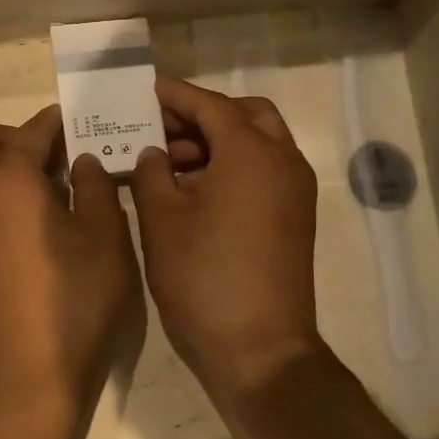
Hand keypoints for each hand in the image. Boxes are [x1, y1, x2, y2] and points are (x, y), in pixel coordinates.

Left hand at [0, 106, 137, 418]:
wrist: (27, 370)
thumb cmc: (75, 299)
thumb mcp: (105, 237)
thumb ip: (95, 187)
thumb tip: (80, 162)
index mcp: (9, 179)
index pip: (31, 132)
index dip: (57, 122)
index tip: (80, 124)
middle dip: (14, 136)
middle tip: (53, 158)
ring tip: (34, 188)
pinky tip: (19, 222)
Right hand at [131, 77, 323, 401]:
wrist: (258, 347)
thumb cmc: (203, 277)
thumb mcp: (161, 219)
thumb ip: (150, 172)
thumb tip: (153, 154)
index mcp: (251, 152)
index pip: (210, 105)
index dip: (175, 95)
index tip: (145, 91)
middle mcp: (283, 161)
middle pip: (245, 116)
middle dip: (203, 115)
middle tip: (161, 129)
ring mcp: (293, 192)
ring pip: (257, 144)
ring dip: (217, 142)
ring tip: (167, 163)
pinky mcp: (293, 219)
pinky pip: (263, 173)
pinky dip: (231, 167)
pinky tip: (192, 191)